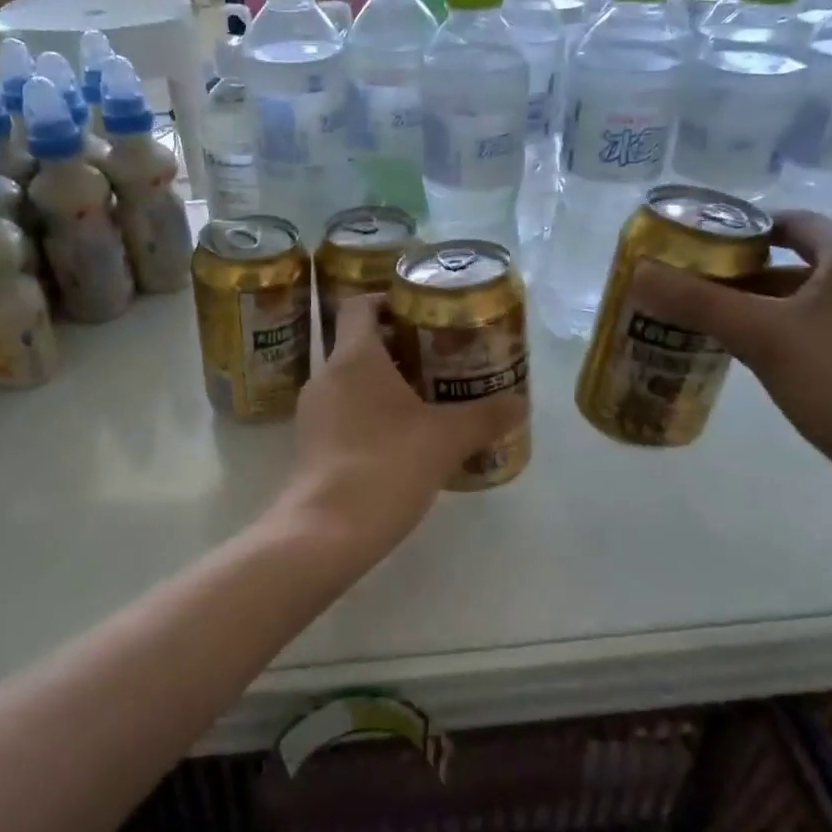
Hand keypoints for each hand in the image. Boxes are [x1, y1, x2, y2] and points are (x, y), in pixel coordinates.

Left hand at [278, 293, 526, 565]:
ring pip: (351, 380)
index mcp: (354, 357)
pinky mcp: (310, 444)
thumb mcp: (446, 439)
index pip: (361, 304)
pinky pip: (343, 412)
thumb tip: (521, 404)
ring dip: (385, 383)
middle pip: (359, 343)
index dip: (389, 299)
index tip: (422, 311)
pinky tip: (401, 439)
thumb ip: (486, 417)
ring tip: (426, 399)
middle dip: (399, 346)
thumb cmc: (386, 466)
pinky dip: (370, 413)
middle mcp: (326, 375)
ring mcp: (313, 411)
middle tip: (440, 357)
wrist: (326, 531)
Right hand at [635, 212, 831, 508]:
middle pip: (799, 261)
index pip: (789, 223)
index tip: (698, 255)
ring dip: (768, 308)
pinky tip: (767, 360)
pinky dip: (797, 331)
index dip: (739, 234)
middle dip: (746, 278)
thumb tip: (640, 273)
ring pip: (815, 297)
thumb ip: (697, 302)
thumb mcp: (760, 337)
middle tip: (697, 297)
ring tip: (719, 330)